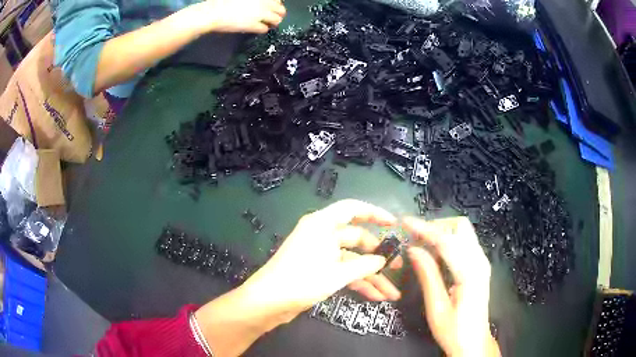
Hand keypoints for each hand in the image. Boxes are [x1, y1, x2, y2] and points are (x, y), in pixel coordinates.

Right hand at [192, 0, 286, 33]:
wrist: (214, 11)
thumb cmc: (222, 1)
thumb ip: (254, 0)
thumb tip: (258, 3)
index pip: (278, 0)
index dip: (276, 5)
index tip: (272, 8)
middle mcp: (265, 3)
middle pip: (281, 10)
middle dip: (278, 15)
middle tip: (273, 18)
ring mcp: (261, 15)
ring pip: (276, 21)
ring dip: (273, 23)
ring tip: (269, 25)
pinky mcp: (254, 26)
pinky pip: (264, 29)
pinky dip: (263, 30)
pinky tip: (258, 29)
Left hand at [196, 200, 401, 356]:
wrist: (268, 302)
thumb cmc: (301, 280)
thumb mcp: (337, 273)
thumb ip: (364, 265)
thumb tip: (383, 260)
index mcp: (322, 225)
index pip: (352, 209)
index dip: (374, 213)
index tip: (394, 224)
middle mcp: (322, 235)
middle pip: (357, 239)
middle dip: (378, 255)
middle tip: (399, 267)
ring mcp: (320, 255)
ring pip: (352, 261)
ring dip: (371, 276)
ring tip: (391, 292)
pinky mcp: (318, 271)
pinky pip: (343, 273)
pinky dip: (358, 284)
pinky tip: (376, 297)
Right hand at [403, 217, 499, 356]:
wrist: (473, 343)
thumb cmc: (453, 331)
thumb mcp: (436, 307)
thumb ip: (428, 275)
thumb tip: (413, 249)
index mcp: (470, 272)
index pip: (446, 240)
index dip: (424, 229)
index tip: (405, 222)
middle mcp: (480, 261)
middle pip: (460, 227)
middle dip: (436, 226)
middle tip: (413, 237)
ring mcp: (482, 262)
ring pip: (462, 232)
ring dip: (441, 232)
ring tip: (419, 243)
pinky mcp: (479, 266)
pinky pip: (464, 243)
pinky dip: (447, 241)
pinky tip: (433, 253)